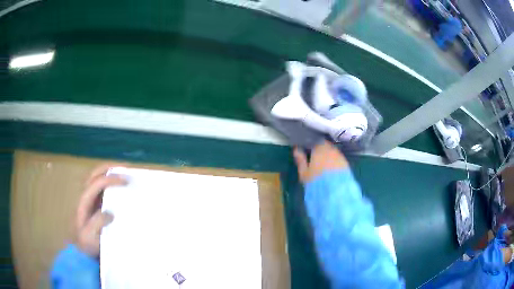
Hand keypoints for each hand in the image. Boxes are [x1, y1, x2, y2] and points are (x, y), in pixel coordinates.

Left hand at [76, 164, 126, 257]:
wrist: (83, 250)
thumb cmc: (86, 244)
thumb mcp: (89, 237)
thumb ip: (97, 224)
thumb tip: (110, 213)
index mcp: (84, 201)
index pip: (96, 183)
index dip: (110, 179)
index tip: (126, 181)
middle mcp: (86, 196)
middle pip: (95, 173)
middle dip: (109, 168)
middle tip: (126, 168)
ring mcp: (90, 199)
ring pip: (97, 177)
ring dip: (110, 173)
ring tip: (124, 174)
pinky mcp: (95, 204)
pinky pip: (101, 187)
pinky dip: (110, 183)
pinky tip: (120, 187)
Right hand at [293, 141, 348, 183]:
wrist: (335, 192)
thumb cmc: (316, 181)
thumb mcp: (304, 173)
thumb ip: (300, 160)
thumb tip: (296, 150)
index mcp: (319, 149)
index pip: (314, 141)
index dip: (310, 144)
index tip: (306, 148)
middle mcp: (331, 149)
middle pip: (324, 145)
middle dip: (319, 149)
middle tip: (314, 156)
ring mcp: (339, 155)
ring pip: (332, 151)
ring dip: (327, 154)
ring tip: (323, 163)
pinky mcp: (346, 163)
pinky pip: (338, 158)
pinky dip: (334, 161)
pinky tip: (331, 168)